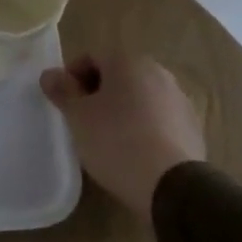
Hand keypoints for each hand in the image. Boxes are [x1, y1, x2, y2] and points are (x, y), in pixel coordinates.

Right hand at [40, 54, 205, 218]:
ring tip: (107, 138)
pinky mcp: (192, 125)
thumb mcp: (78, 117)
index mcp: (128, 62)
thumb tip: (49, 74)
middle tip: (82, 120)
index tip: (62, 102)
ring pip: (140, 97)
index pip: (91, 57)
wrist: (171, 184)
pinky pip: (159, 118)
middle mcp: (158, 72)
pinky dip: (144, 126)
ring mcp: (179, 98)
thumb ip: (62, 91)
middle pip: (118, 75)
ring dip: (122, 109)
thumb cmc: (116, 141)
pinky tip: (134, 151)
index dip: (71, 77)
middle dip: (97, 93)